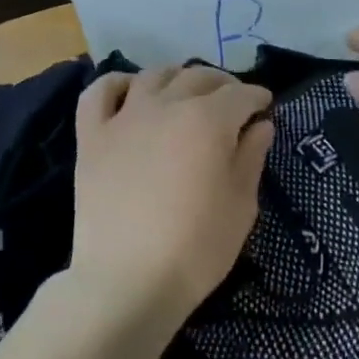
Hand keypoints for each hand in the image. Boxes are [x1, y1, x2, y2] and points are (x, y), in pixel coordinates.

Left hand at [69, 65, 273, 317]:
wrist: (126, 282)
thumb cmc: (196, 248)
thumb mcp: (242, 205)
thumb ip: (252, 156)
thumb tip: (260, 125)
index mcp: (209, 120)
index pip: (241, 95)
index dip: (258, 98)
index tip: (265, 108)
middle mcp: (168, 105)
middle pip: (200, 77)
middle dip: (223, 85)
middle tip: (232, 103)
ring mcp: (126, 117)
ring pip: (155, 75)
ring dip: (178, 78)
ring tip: (186, 95)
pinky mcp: (93, 136)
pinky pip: (99, 92)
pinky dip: (118, 83)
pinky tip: (131, 92)